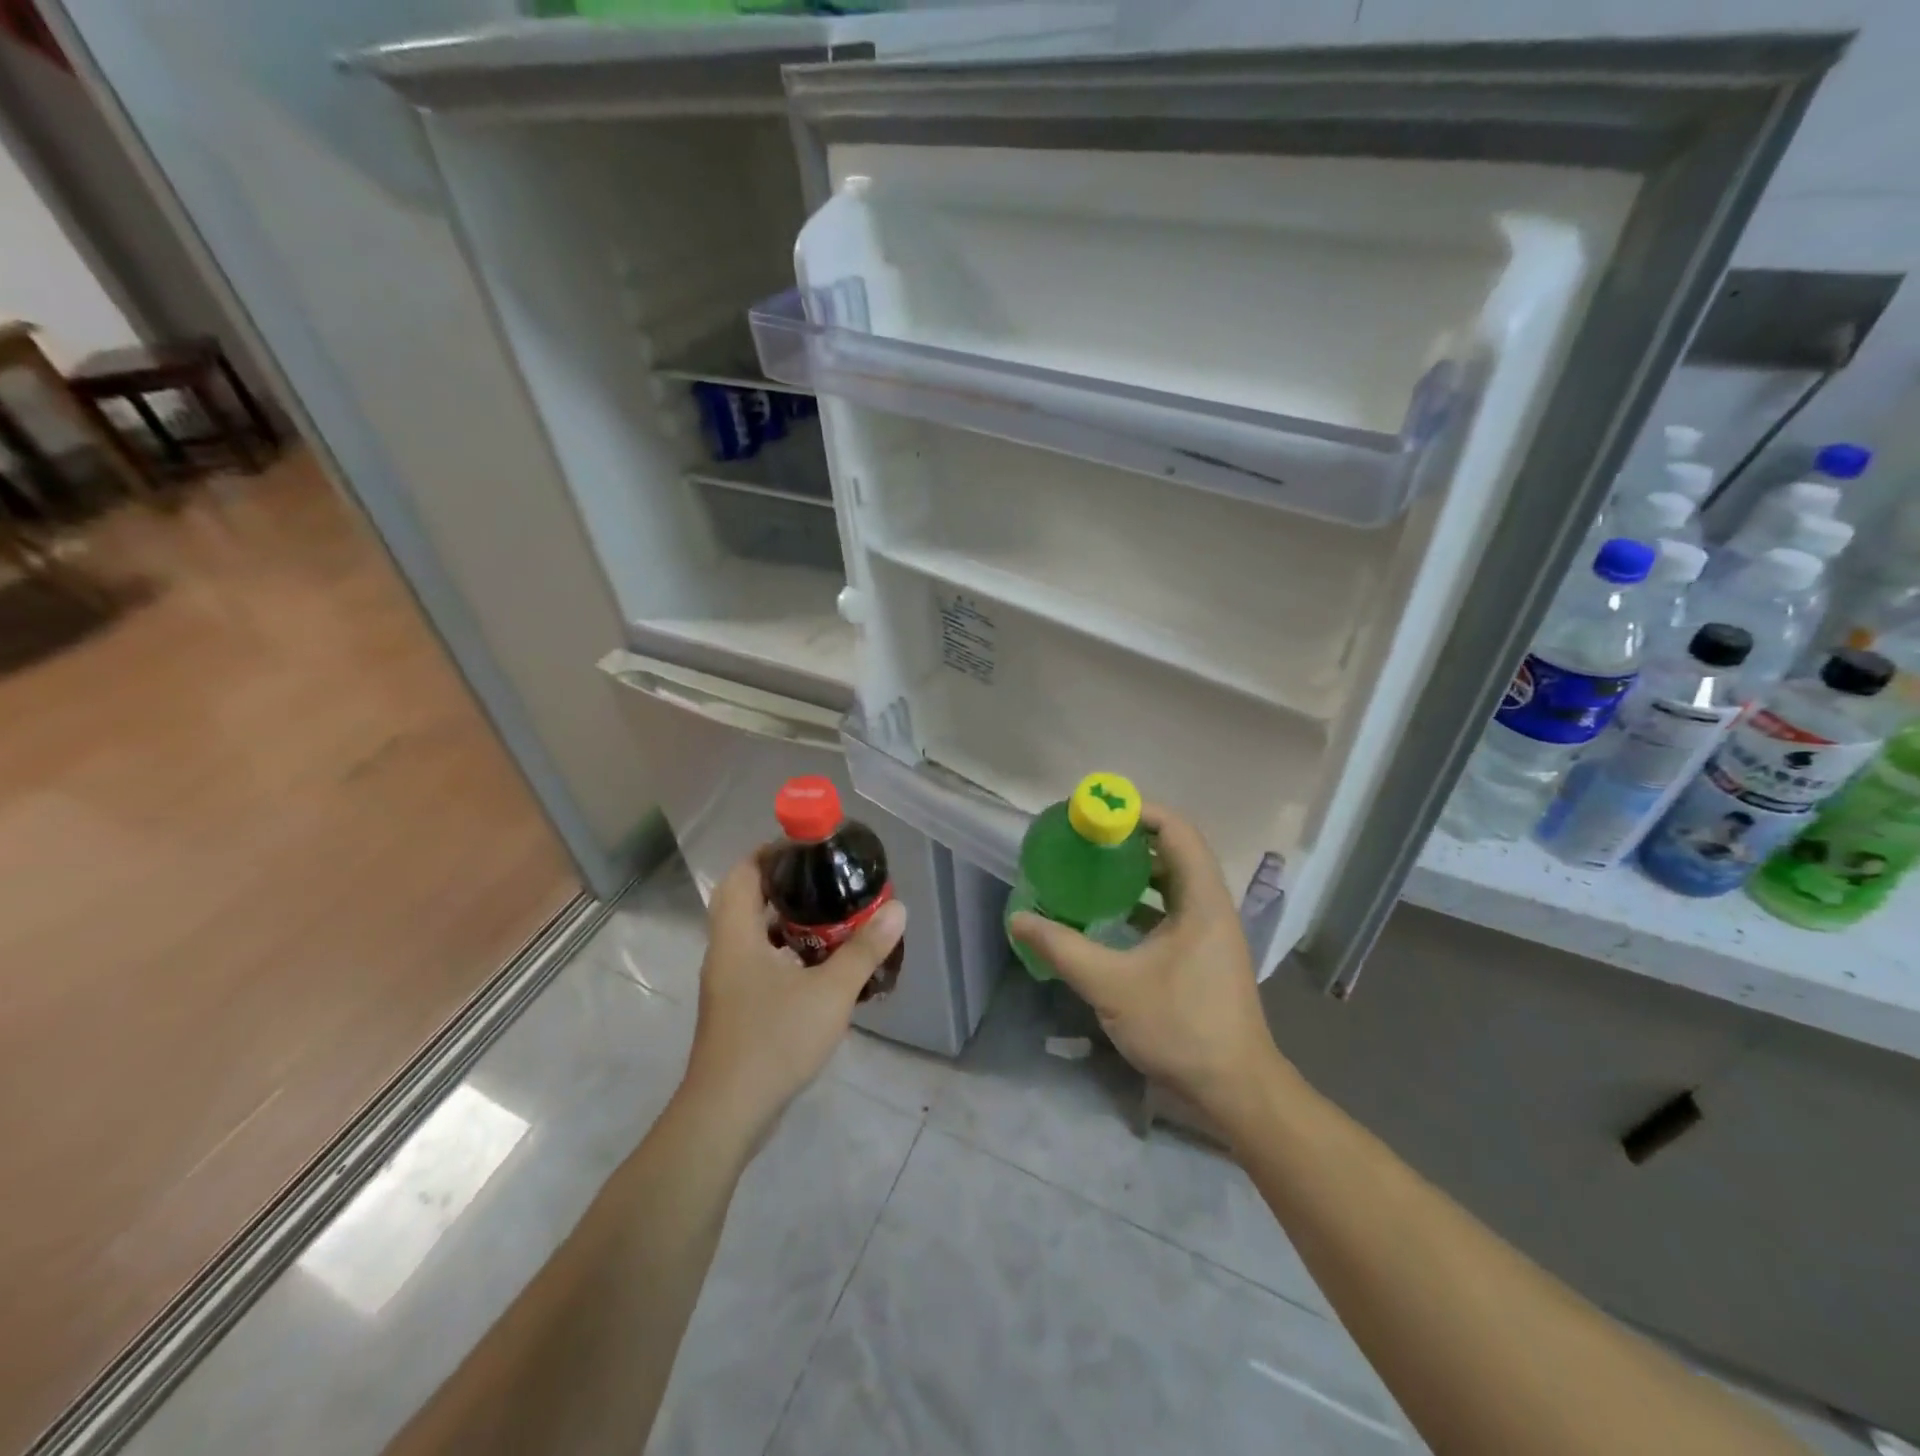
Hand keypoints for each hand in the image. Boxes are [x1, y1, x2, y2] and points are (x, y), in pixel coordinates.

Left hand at [681, 852, 906, 1144]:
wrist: (727, 1114)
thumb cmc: (774, 1041)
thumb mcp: (830, 992)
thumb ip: (864, 950)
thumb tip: (897, 909)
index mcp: (736, 936)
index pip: (743, 874)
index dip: (770, 852)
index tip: (808, 846)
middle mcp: (725, 952)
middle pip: (744, 899)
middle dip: (781, 883)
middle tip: (822, 878)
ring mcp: (727, 983)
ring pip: (750, 933)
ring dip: (783, 919)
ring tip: (828, 915)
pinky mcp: (735, 1009)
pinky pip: (757, 961)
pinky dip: (783, 951)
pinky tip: (817, 965)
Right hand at [1009, 805, 1285, 1134]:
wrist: (1234, 1090)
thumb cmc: (1180, 1026)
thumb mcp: (1112, 985)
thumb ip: (1062, 948)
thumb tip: (1017, 918)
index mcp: (1202, 900)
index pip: (1177, 831)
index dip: (1138, 812)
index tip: (1096, 814)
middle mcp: (1211, 906)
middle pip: (1173, 852)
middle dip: (1129, 840)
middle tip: (1085, 839)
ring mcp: (1210, 932)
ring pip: (1171, 883)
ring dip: (1134, 872)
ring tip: (1090, 868)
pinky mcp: (1202, 954)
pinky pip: (1170, 910)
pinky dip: (1140, 903)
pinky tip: (1106, 915)